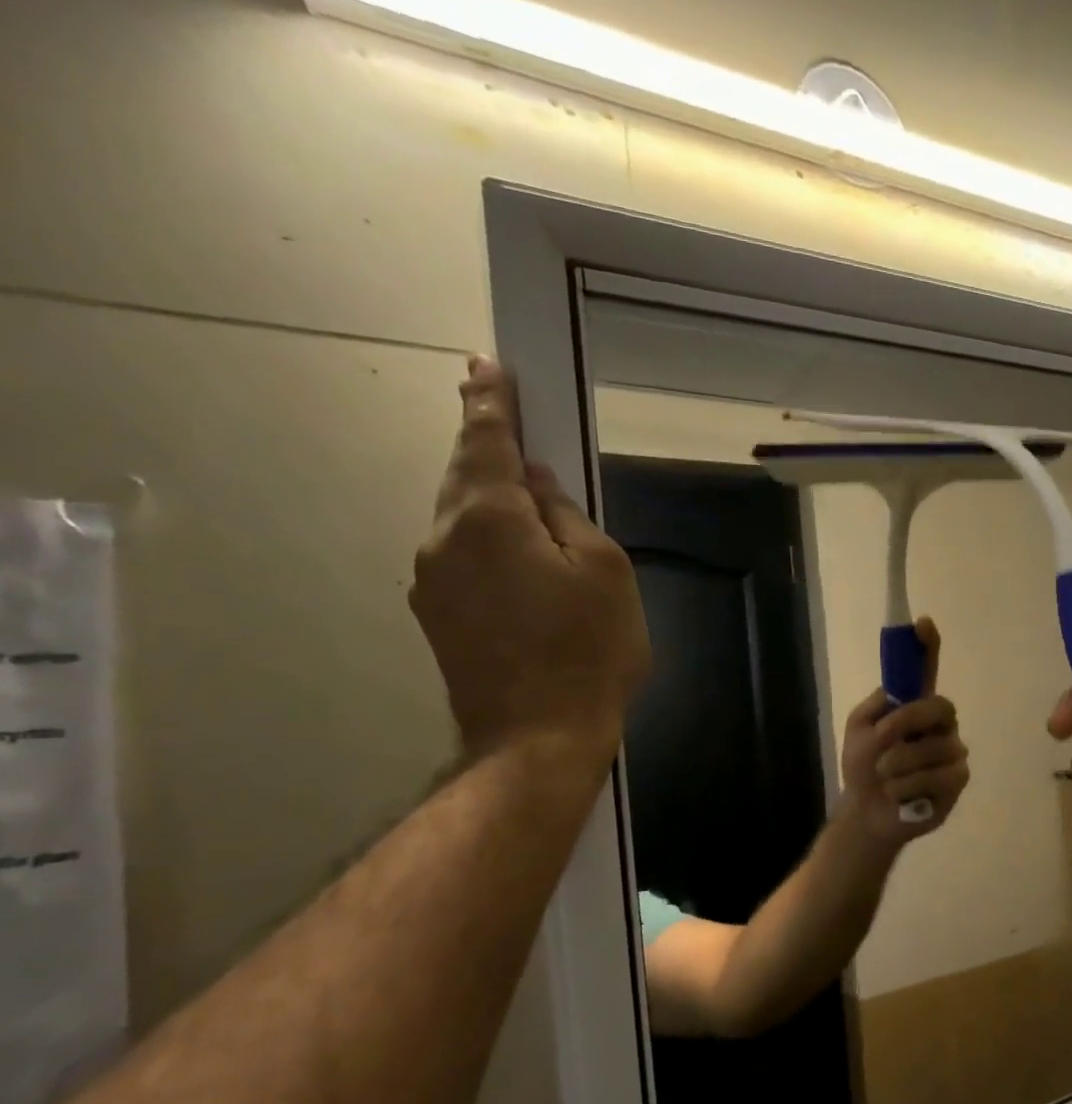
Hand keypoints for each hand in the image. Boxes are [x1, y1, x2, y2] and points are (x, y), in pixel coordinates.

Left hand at [410, 357, 650, 763]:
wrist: (537, 737)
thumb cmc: (588, 649)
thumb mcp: (605, 571)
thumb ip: (567, 516)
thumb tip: (537, 485)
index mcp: (490, 518)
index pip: (488, 442)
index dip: (491, 403)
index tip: (486, 366)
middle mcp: (445, 538)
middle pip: (467, 478)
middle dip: (487, 447)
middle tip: (504, 417)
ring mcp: (433, 580)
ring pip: (463, 520)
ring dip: (490, 501)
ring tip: (527, 504)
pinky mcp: (438, 616)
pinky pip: (463, 557)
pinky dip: (488, 543)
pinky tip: (520, 563)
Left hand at [839, 617, 970, 848]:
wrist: (866, 813)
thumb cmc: (863, 769)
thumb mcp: (859, 731)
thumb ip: (875, 707)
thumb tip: (897, 692)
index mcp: (915, 708)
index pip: (927, 672)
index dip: (928, 647)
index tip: (923, 623)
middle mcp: (940, 725)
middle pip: (938, 707)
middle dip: (906, 722)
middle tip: (882, 738)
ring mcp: (952, 753)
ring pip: (933, 748)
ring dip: (897, 764)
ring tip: (884, 778)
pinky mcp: (956, 782)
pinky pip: (936, 776)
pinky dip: (906, 787)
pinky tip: (899, 795)